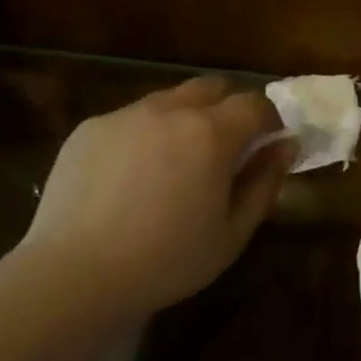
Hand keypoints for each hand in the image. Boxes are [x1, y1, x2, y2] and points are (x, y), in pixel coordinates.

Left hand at [23, 76, 294, 316]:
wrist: (75, 274)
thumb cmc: (166, 261)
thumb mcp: (232, 234)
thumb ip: (264, 182)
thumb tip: (286, 146)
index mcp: (211, 132)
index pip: (255, 103)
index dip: (268, 121)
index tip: (267, 145)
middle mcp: (169, 109)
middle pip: (212, 87)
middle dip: (227, 109)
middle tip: (223, 150)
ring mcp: (125, 114)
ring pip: (168, 99)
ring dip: (183, 119)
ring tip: (172, 165)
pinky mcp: (90, 127)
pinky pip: (130, 119)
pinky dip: (143, 136)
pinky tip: (128, 179)